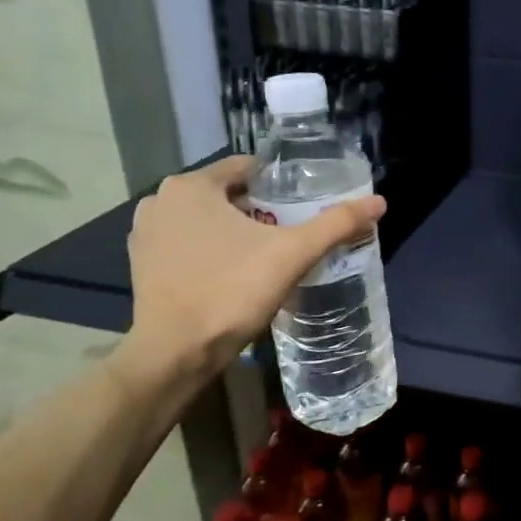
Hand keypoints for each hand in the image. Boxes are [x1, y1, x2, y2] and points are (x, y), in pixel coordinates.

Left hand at [123, 157, 384, 384]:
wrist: (176, 352)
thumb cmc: (233, 291)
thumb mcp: (293, 254)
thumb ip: (336, 224)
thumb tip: (379, 202)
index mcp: (191, 185)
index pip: (247, 168)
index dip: (280, 184)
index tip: (303, 205)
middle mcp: (161, 200)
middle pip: (227, 194)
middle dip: (259, 209)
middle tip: (291, 233)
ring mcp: (146, 232)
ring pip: (206, 219)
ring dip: (234, 230)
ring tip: (267, 254)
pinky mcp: (141, 264)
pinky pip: (188, 243)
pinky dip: (211, 250)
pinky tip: (234, 273)